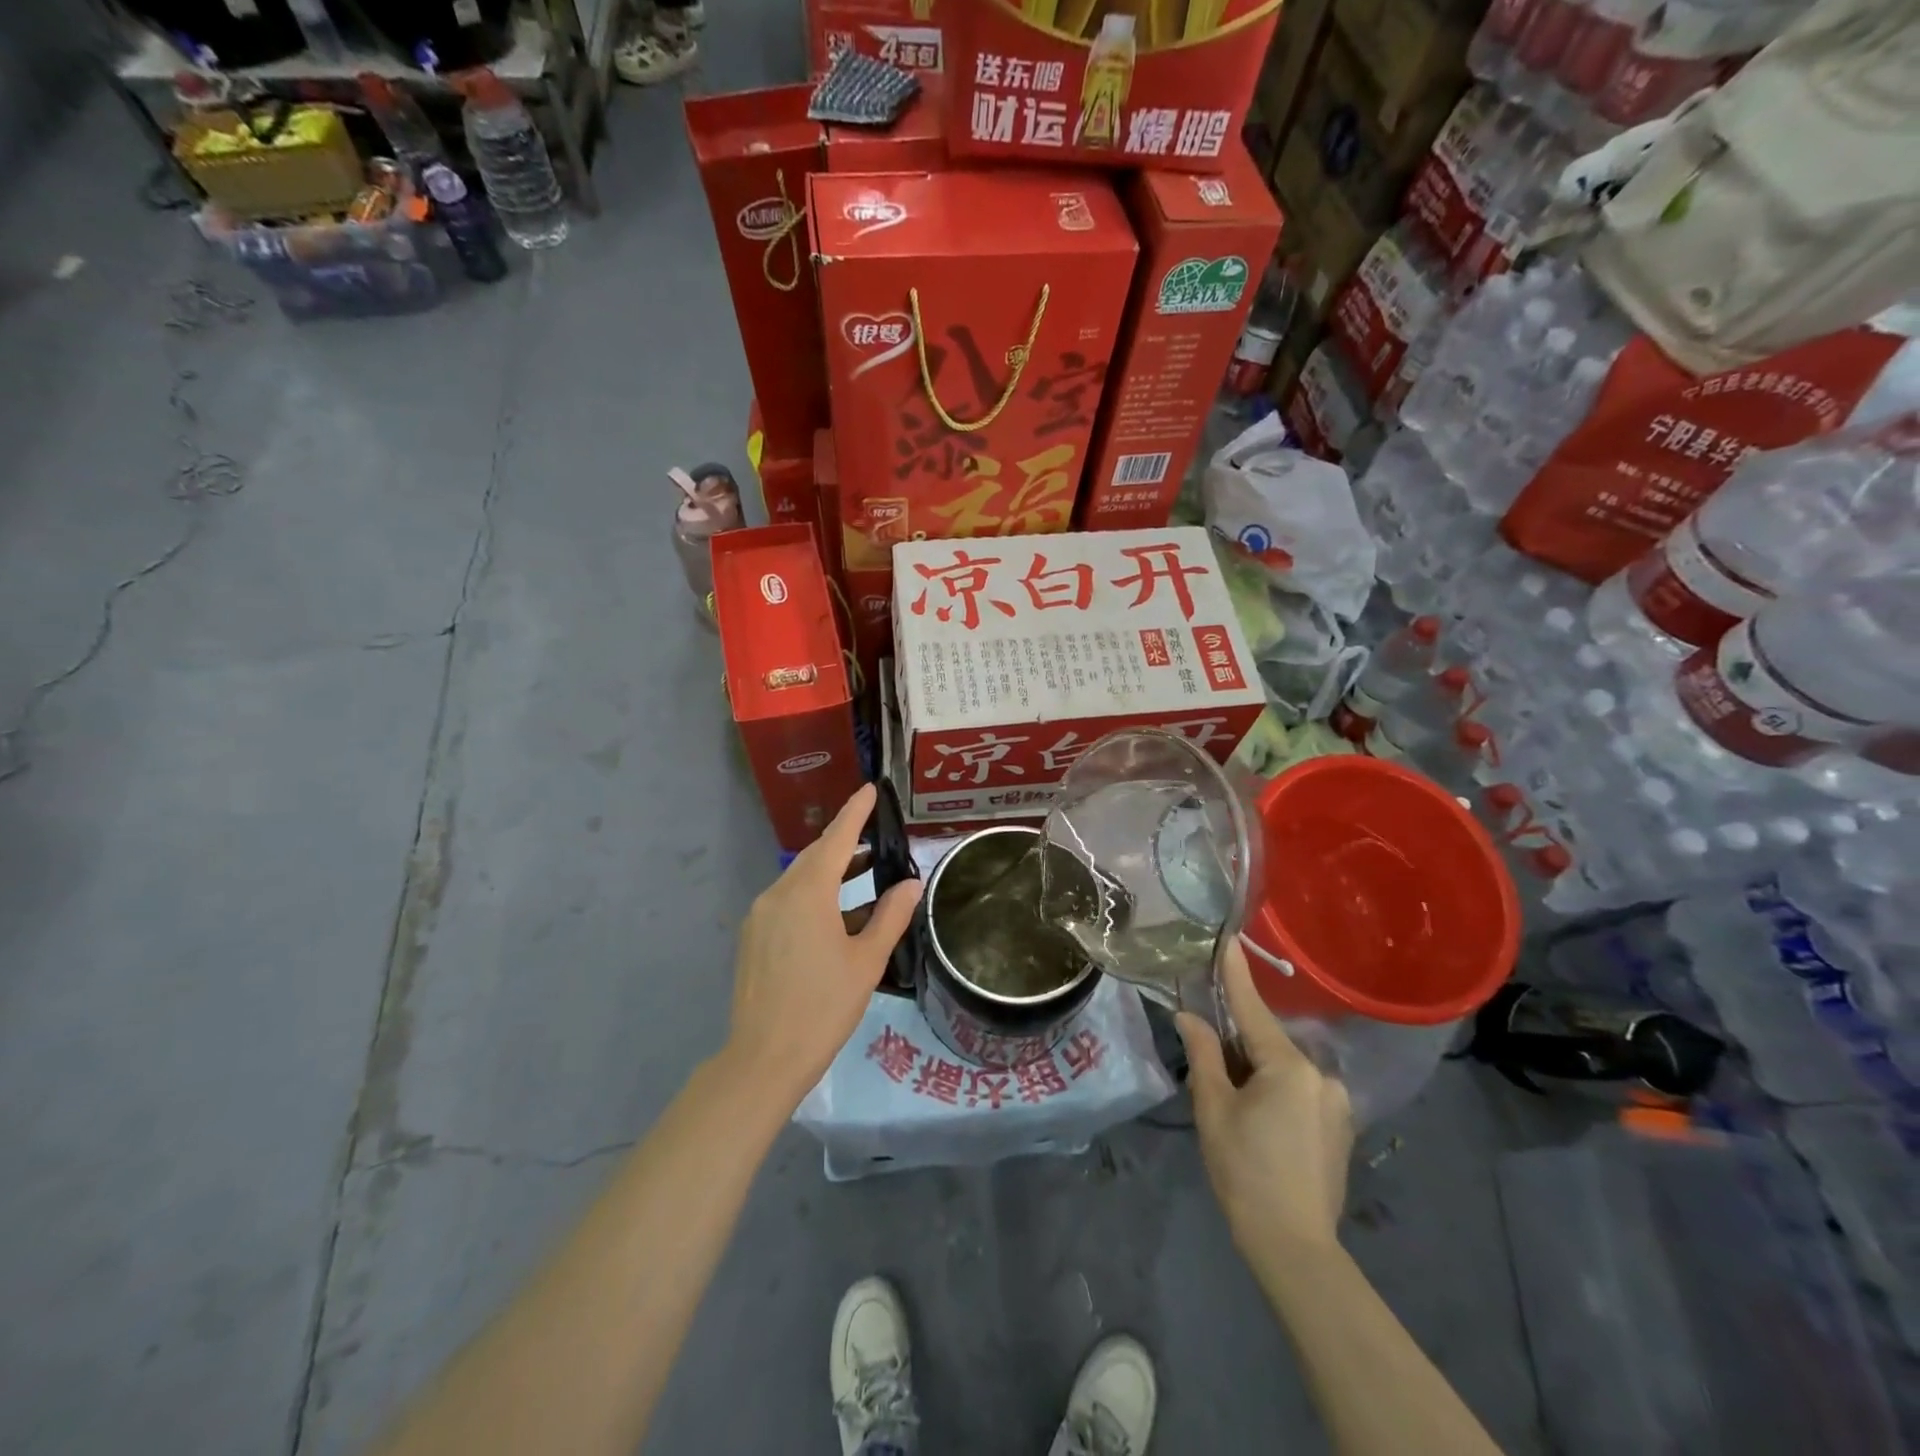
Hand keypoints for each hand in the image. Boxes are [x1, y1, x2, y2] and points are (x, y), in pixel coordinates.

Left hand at [727, 784, 922, 1105]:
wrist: (763, 1058)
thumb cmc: (823, 1006)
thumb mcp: (867, 960)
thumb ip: (891, 916)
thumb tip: (910, 883)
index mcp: (807, 893)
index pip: (836, 839)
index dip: (854, 812)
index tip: (870, 789)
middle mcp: (777, 894)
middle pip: (814, 857)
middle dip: (845, 845)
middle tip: (876, 841)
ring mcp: (760, 916)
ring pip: (799, 880)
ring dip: (831, 874)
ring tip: (864, 877)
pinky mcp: (753, 937)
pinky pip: (787, 902)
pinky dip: (814, 897)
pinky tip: (837, 918)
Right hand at [1177, 941, 1353, 1251]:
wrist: (1295, 1248)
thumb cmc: (1244, 1171)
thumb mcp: (1213, 1109)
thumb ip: (1204, 1054)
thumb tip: (1189, 1016)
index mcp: (1289, 1066)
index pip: (1252, 1009)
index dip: (1235, 974)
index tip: (1228, 939)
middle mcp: (1321, 1075)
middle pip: (1268, 1043)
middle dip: (1238, 1044)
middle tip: (1210, 1066)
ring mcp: (1336, 1101)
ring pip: (1284, 1069)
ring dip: (1257, 1072)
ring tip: (1233, 1103)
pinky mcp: (1341, 1126)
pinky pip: (1300, 1091)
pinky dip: (1276, 1092)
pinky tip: (1261, 1123)